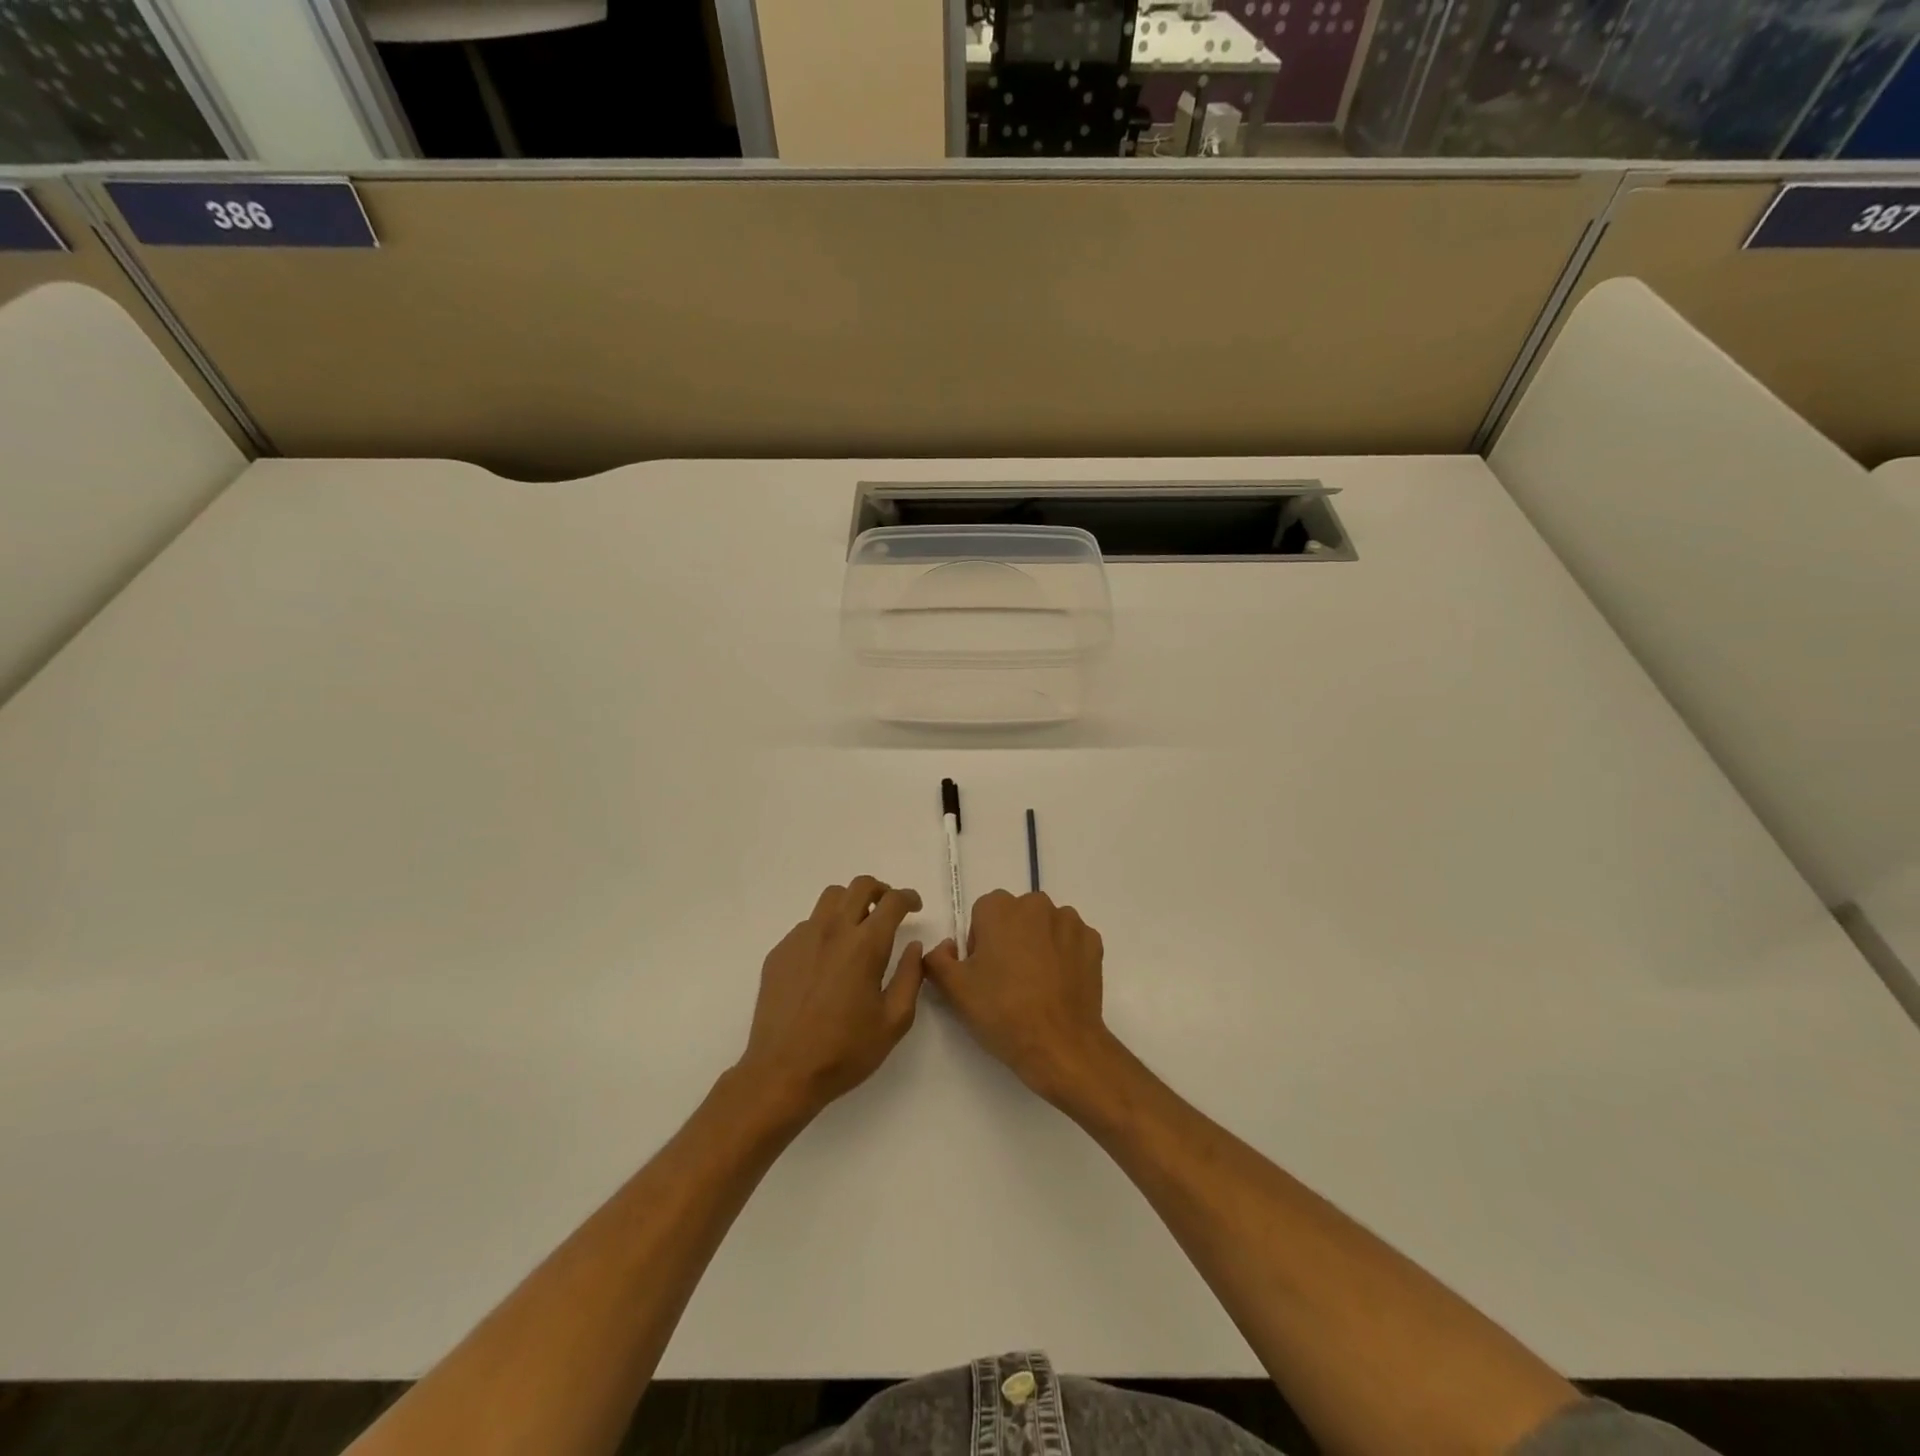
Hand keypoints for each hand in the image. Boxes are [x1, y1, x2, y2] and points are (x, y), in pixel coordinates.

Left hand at [734, 877, 925, 1120]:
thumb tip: (914, 947)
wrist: (782, 1073)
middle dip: (880, 890)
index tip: (915, 907)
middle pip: (860, 886)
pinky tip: (827, 960)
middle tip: (888, 910)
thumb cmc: (845, 1051)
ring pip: (830, 898)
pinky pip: (807, 924)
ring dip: (851, 903)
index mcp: (865, 945)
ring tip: (857, 928)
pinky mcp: (780, 952)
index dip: (908, 898)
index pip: (892, 901)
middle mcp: (833, 930)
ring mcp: (802, 938)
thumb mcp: (894, 1021)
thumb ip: (910, 977)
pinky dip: (825, 929)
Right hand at [924, 890, 1114, 1108]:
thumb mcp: (954, 989)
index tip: (983, 972)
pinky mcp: (1093, 942)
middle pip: (1015, 916)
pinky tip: (1059, 985)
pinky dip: (1064, 955)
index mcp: (1000, 908)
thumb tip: (946, 947)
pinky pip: (1070, 941)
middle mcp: (1036, 904)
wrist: (1060, 1045)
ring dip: (1038, 944)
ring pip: (1044, 926)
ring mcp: (1069, 922)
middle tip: (1007, 980)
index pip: (982, 914)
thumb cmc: (1002, 1012)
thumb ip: (936, 958)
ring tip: (1036, 985)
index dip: (979, 942)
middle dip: (1009, 939)